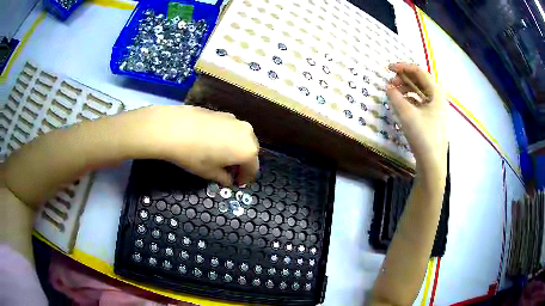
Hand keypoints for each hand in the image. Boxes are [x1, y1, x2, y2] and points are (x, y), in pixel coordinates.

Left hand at [130, 105, 258, 185]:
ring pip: (241, 138)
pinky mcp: (223, 112)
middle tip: (229, 170)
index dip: (245, 178)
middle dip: (242, 162)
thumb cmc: (194, 156)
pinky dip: (227, 137)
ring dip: (235, 148)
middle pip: (250, 151)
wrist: (174, 128)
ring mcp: (235, 120)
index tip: (236, 183)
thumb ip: (224, 178)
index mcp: (248, 151)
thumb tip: (228, 179)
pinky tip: (212, 141)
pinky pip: (231, 129)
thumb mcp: (210, 173)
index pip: (253, 169)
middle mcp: (247, 133)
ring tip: (220, 155)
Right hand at [386, 63, 446, 173]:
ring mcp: (436, 109)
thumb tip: (388, 86)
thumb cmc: (423, 136)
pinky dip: (410, 100)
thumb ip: (395, 97)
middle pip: (420, 81)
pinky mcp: (433, 119)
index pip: (419, 72)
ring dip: (406, 89)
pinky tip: (401, 104)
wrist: (432, 163)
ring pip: (420, 92)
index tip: (389, 68)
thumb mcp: (407, 114)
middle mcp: (438, 98)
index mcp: (436, 92)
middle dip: (404, 79)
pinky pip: (421, 103)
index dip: (403, 67)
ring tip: (393, 92)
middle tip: (390, 82)